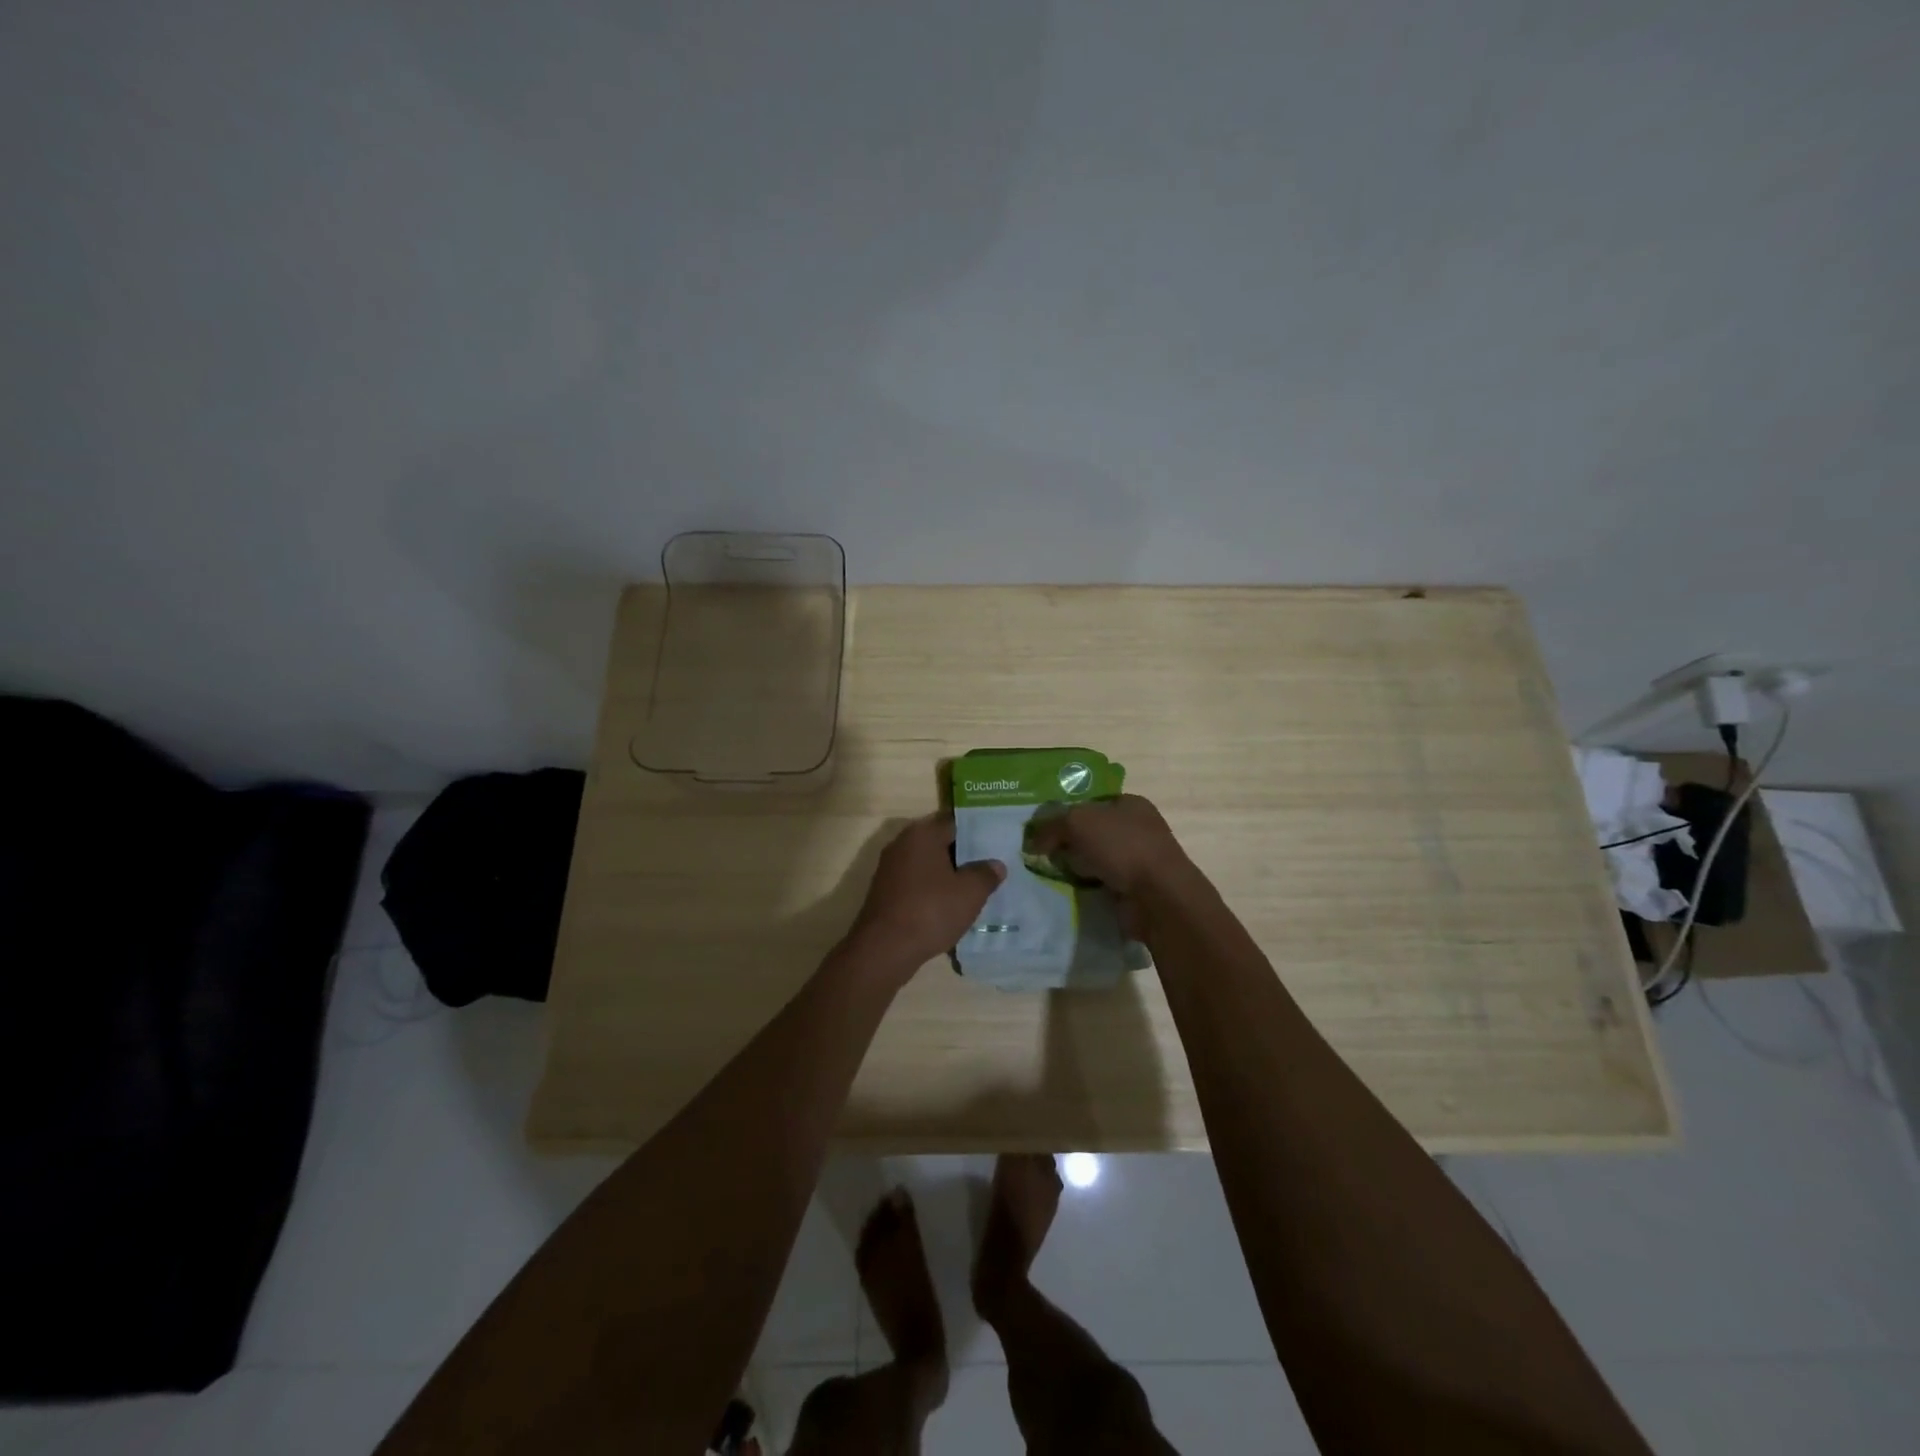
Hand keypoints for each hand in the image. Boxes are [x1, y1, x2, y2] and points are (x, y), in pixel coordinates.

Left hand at [844, 814, 1005, 973]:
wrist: (884, 949)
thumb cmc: (930, 911)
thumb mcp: (970, 893)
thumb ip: (986, 874)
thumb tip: (995, 864)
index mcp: (922, 834)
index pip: (955, 823)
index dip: (977, 832)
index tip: (996, 843)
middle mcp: (902, 844)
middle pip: (940, 843)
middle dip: (963, 855)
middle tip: (990, 867)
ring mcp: (890, 868)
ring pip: (927, 865)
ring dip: (948, 875)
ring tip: (974, 889)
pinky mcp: (885, 892)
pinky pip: (916, 884)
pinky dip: (932, 891)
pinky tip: (949, 907)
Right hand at [1024, 795, 1194, 913]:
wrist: (1157, 897)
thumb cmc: (1122, 846)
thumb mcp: (1077, 822)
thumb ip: (1051, 826)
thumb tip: (1032, 841)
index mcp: (1130, 804)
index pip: (1091, 802)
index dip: (1065, 812)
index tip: (1042, 828)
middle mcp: (1137, 829)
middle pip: (1091, 832)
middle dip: (1067, 842)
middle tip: (1039, 852)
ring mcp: (1138, 860)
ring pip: (1095, 859)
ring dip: (1075, 867)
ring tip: (1046, 874)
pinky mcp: (1134, 889)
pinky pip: (1101, 884)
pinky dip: (1086, 887)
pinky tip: (1066, 892)